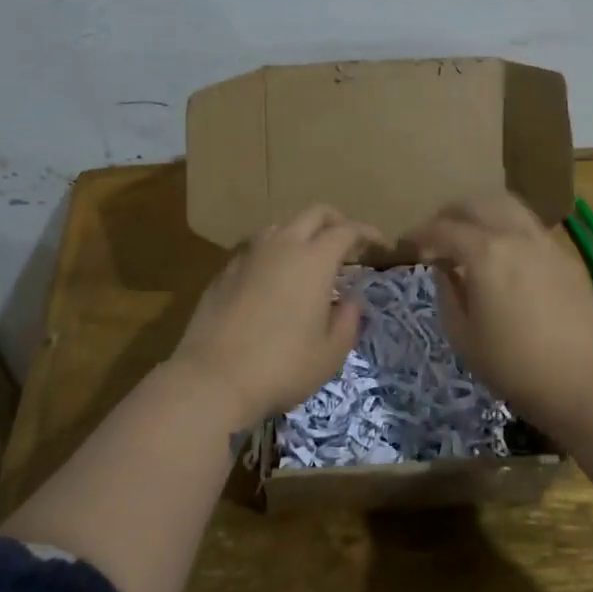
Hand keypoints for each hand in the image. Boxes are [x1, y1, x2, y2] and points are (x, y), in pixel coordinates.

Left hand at [171, 204, 381, 428]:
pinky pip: (256, 248)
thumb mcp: (330, 353)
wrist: (213, 378)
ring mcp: (248, 255)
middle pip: (313, 213)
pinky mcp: (224, 271)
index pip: (347, 230)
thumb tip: (349, 301)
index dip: (367, 233)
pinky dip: (274, 253)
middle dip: (336, 220)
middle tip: (348, 242)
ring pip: (281, 225)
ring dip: (301, 232)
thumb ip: (348, 320)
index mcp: (314, 259)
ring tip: (309, 258)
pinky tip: (274, 278)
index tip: (379, 245)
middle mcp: (281, 245)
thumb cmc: (282, 366)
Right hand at [405, 193, 592, 432]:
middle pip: (475, 204)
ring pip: (506, 206)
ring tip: (468, 236)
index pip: (442, 228)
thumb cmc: (516, 367)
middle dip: (448, 215)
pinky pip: (528, 225)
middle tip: (434, 236)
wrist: (588, 384)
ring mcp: (545, 242)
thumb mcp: (464, 337)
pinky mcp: (565, 257)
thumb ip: (447, 294)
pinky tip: (502, 254)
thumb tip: (444, 268)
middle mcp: (515, 235)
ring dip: (480, 213)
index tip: (406, 245)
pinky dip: (506, 226)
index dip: (419, 234)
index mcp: (485, 253)